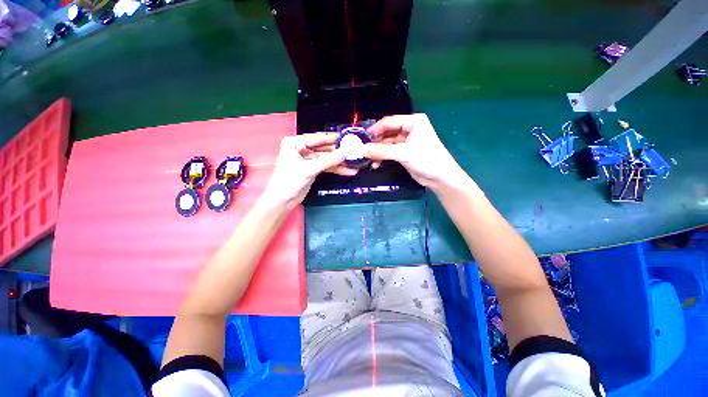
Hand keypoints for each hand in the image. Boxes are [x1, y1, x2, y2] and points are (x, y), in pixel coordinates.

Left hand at [261, 133, 355, 209]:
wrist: (283, 200)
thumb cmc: (290, 180)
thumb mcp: (310, 169)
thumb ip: (329, 160)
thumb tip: (346, 152)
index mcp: (295, 142)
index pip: (318, 138)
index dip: (333, 138)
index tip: (347, 137)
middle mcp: (301, 148)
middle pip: (323, 148)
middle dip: (338, 151)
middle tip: (353, 150)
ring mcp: (308, 159)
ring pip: (326, 158)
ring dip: (339, 162)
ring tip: (354, 163)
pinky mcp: (312, 169)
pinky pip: (326, 166)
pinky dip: (336, 169)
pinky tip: (347, 171)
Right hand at [365, 114, 468, 189]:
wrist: (440, 177)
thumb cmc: (426, 159)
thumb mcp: (403, 153)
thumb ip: (381, 151)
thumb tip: (361, 150)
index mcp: (413, 122)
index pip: (388, 122)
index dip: (375, 130)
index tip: (362, 139)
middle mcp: (409, 129)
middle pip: (386, 133)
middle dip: (375, 143)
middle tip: (363, 151)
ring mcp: (406, 141)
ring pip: (386, 144)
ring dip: (378, 152)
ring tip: (369, 160)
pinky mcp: (404, 152)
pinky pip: (389, 152)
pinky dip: (382, 157)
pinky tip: (376, 164)